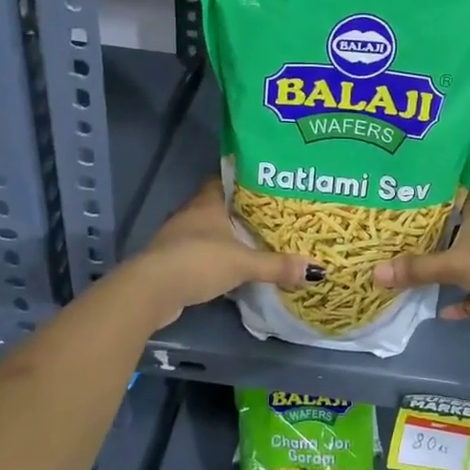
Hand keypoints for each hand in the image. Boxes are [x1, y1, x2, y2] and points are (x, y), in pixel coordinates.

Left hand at [122, 181, 319, 328]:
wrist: (152, 290)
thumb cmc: (198, 261)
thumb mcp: (243, 263)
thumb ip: (277, 265)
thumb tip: (316, 270)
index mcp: (207, 202)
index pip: (225, 179)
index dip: (244, 180)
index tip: (267, 184)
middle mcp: (191, 214)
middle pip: (219, 206)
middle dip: (240, 212)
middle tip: (270, 216)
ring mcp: (178, 238)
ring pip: (208, 231)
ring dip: (226, 237)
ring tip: (256, 242)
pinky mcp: (172, 262)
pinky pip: (200, 254)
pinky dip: (215, 259)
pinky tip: (232, 268)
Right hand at [371, 193, 469, 330]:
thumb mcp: (454, 263)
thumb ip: (416, 269)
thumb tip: (375, 273)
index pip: (450, 193)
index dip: (427, 196)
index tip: (402, 202)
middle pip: (456, 228)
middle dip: (431, 238)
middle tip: (399, 242)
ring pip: (468, 258)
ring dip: (448, 270)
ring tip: (417, 275)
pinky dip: (467, 299)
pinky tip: (446, 312)